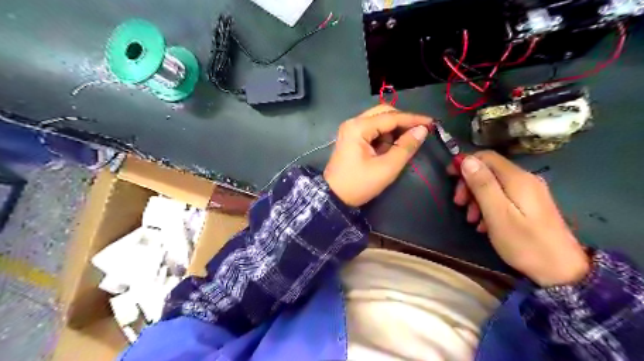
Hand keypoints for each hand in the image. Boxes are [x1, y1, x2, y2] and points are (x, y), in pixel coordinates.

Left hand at [328, 105, 432, 205]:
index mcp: (358, 127)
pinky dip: (383, 136)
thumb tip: (422, 130)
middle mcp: (353, 123)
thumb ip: (405, 147)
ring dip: (393, 130)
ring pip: (378, 121)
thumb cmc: (359, 184)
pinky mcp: (351, 138)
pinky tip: (389, 148)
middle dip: (402, 121)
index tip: (431, 122)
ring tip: (403, 145)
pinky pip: (372, 130)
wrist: (334, 197)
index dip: (412, 119)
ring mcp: (350, 130)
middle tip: (419, 132)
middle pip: (383, 113)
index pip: (391, 117)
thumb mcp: (386, 168)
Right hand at [449, 151, 589, 286]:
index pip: (486, 156)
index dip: (465, 162)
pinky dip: (488, 206)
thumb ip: (482, 185)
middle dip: (469, 184)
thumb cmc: (525, 243)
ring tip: (471, 219)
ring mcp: (529, 192)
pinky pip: (502, 197)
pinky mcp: (530, 204)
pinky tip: (484, 224)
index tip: (449, 178)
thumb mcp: (497, 214)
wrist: (562, 271)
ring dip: (476, 198)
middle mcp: (525, 179)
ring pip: (494, 185)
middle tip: (459, 204)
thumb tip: (467, 159)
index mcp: (517, 178)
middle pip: (488, 170)